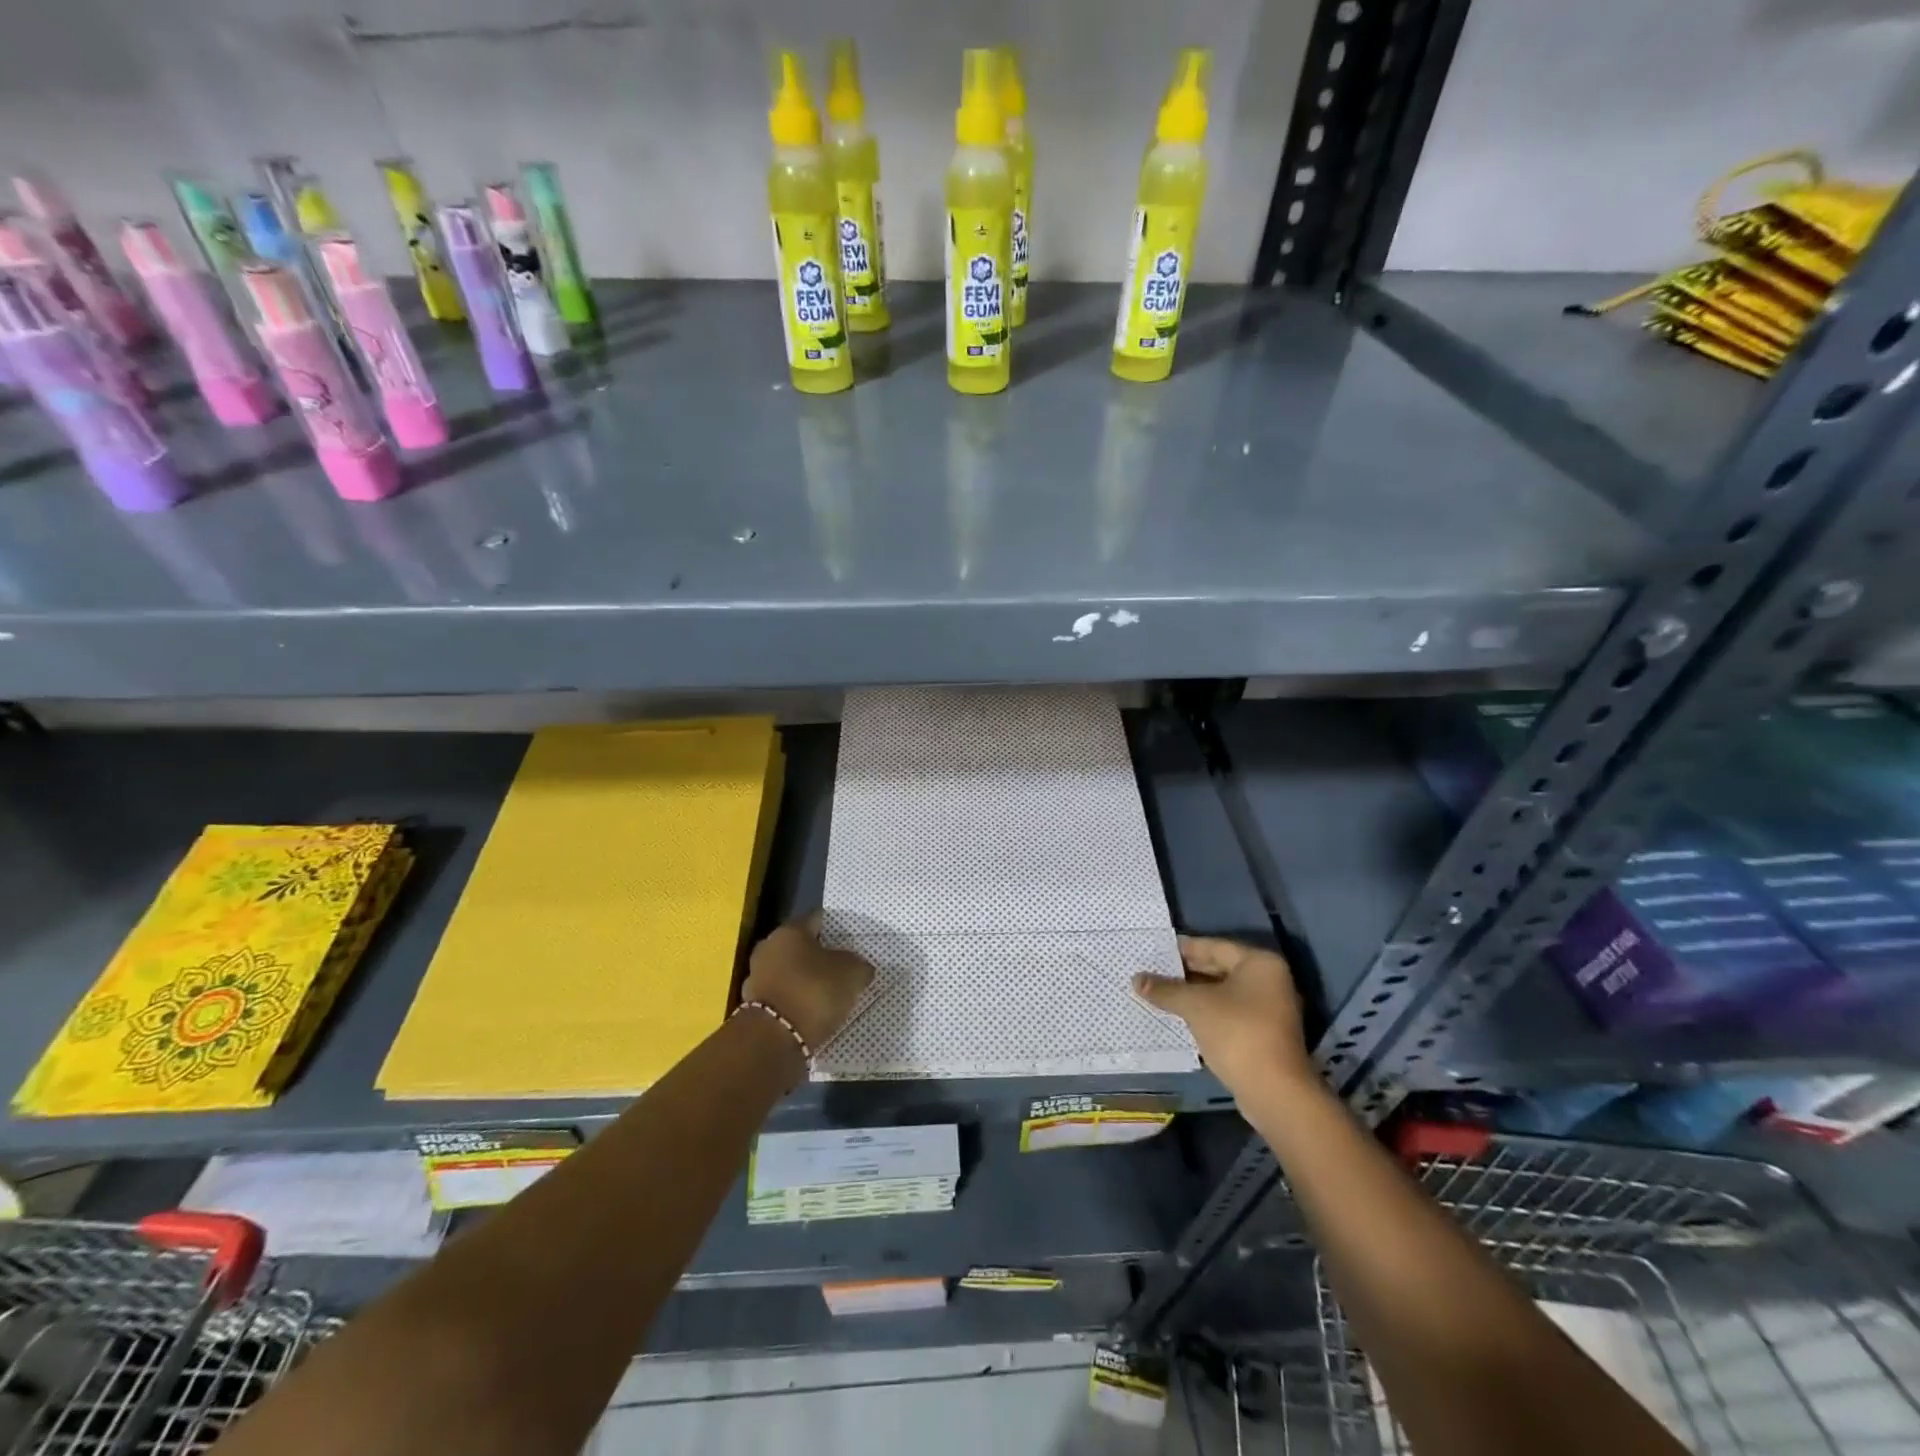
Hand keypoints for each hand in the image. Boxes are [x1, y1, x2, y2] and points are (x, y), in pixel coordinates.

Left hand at [742, 913, 874, 1053]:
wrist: (772, 1040)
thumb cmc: (813, 992)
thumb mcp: (851, 974)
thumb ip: (859, 965)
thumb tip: (860, 967)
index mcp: (790, 930)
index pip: (818, 920)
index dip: (837, 929)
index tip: (853, 942)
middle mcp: (769, 947)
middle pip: (801, 946)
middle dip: (820, 955)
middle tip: (843, 968)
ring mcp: (757, 976)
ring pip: (790, 971)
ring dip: (806, 979)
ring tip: (830, 993)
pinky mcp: (753, 1006)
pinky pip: (783, 996)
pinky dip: (796, 1000)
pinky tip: (812, 1012)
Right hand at [1134, 937, 1321, 1102]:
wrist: (1274, 1092)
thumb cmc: (1236, 1033)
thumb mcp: (1195, 1006)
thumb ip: (1166, 989)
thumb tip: (1136, 979)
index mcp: (1259, 963)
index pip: (1213, 946)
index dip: (1181, 949)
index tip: (1154, 950)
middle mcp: (1268, 980)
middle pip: (1218, 968)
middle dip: (1184, 972)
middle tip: (1151, 971)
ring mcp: (1268, 1009)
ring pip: (1221, 993)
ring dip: (1192, 994)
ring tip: (1158, 992)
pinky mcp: (1262, 1034)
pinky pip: (1227, 1013)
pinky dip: (1204, 1012)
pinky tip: (1177, 1015)